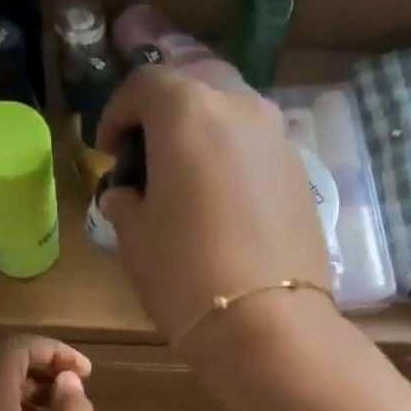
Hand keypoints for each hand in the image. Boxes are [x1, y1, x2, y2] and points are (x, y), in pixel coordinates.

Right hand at [97, 66, 333, 354]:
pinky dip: (235, 160)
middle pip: (195, 86)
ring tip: (188, 178)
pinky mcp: (302, 174)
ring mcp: (278, 139)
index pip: (144, 85)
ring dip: (204, 133)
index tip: (107, 149)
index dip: (117, 113)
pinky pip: (258, 149)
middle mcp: (239, 107)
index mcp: (187, 111)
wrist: (268, 324)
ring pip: (233, 114)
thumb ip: (125, 202)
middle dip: (165, 113)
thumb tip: (125, 194)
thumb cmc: (185, 275)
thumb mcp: (135, 238)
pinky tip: (224, 201)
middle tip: (149, 155)